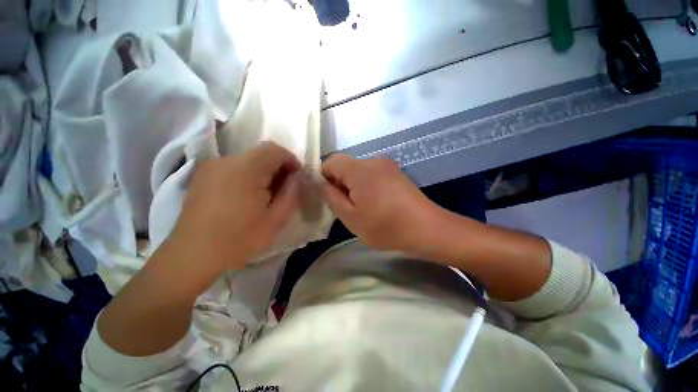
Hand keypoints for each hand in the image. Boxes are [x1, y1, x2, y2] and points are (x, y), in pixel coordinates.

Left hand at [169, 142, 300, 271]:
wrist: (193, 255)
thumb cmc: (239, 238)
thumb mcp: (276, 219)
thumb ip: (291, 193)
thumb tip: (294, 178)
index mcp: (246, 169)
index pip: (275, 150)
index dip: (290, 160)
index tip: (296, 177)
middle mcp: (226, 161)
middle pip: (261, 153)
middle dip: (277, 167)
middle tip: (283, 189)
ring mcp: (211, 167)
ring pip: (248, 160)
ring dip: (262, 172)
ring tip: (265, 195)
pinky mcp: (203, 176)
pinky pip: (234, 168)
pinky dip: (247, 175)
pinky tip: (246, 196)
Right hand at [320, 154, 440, 252]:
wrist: (427, 229)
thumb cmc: (385, 226)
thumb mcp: (351, 217)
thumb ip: (331, 198)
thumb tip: (322, 183)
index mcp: (360, 170)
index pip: (331, 161)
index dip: (324, 177)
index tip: (331, 197)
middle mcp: (374, 161)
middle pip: (346, 165)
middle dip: (341, 183)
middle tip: (348, 206)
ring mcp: (388, 165)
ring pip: (359, 171)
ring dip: (355, 186)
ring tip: (364, 207)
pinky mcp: (396, 173)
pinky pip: (373, 174)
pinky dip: (368, 185)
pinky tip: (378, 203)